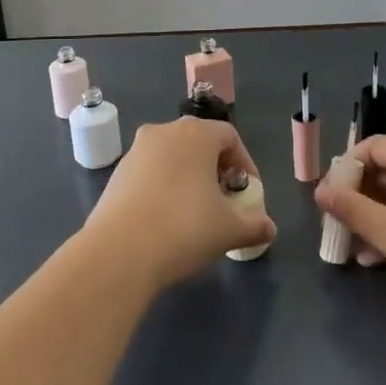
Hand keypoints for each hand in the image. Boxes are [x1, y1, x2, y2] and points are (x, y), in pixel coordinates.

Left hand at [84, 117, 272, 288]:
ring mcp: (136, 151)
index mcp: (196, 134)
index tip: (248, 194)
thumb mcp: (229, 230)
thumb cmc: (184, 229)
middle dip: (216, 170)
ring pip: (172, 157)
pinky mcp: (116, 174)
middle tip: (225, 201)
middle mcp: (164, 132)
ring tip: (196, 213)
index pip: (230, 137)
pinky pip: (150, 173)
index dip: (245, 164)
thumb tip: (269, 228)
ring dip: (189, 178)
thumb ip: (254, 225)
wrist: (118, 253)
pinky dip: (164, 188)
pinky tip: (166, 220)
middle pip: (199, 143)